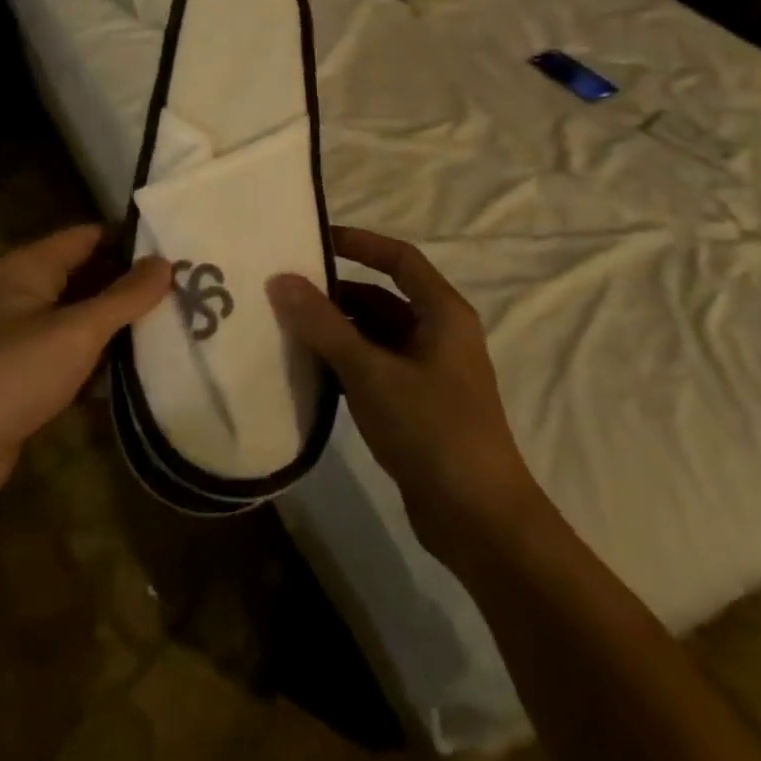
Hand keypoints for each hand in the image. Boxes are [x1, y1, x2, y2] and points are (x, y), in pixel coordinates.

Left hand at [0, 225, 171, 504]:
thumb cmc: (15, 372)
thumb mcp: (77, 330)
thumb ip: (124, 297)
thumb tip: (165, 262)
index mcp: (31, 267)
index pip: (89, 237)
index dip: (132, 242)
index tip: (180, 252)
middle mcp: (27, 292)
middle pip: (89, 276)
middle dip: (133, 285)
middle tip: (189, 291)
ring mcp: (27, 335)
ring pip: (85, 318)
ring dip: (123, 325)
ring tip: (179, 325)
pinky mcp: (31, 373)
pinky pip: (77, 354)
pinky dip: (105, 358)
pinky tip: (147, 368)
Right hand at [267, 227, 539, 560]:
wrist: (479, 520)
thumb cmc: (432, 430)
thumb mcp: (371, 372)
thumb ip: (324, 324)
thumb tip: (281, 279)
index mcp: (443, 314)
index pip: (399, 259)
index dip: (360, 243)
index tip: (314, 240)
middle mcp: (439, 336)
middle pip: (382, 298)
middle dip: (336, 293)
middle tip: (285, 292)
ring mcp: (429, 374)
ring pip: (374, 337)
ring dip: (336, 331)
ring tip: (286, 328)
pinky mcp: (416, 407)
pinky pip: (373, 369)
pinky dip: (343, 364)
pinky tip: (309, 371)